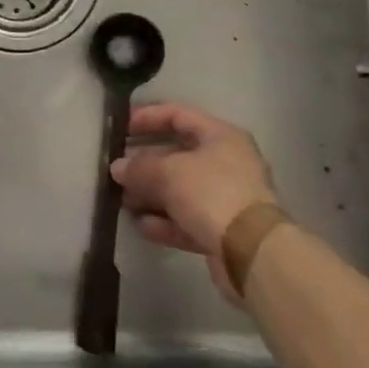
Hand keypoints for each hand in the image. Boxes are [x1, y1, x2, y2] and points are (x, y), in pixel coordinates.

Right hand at [112, 102, 278, 297]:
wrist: (252, 252)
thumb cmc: (212, 193)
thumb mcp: (168, 172)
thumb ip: (138, 167)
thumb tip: (117, 168)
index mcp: (221, 136)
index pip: (178, 114)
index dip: (147, 117)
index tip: (121, 127)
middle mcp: (226, 163)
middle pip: (177, 155)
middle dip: (144, 163)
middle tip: (116, 169)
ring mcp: (225, 198)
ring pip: (180, 190)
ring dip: (150, 194)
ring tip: (121, 200)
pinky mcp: (222, 230)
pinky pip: (186, 219)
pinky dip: (163, 221)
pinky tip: (140, 225)